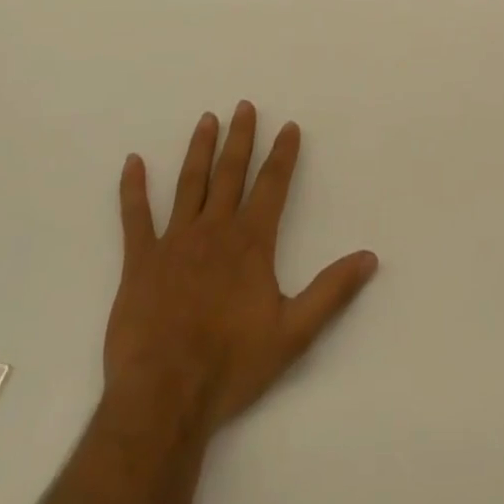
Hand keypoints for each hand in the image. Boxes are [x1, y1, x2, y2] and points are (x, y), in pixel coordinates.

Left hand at [103, 102, 378, 442]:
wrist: (164, 397)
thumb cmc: (231, 365)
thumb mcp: (294, 333)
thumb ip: (332, 291)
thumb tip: (370, 257)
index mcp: (251, 241)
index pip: (272, 185)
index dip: (283, 154)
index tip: (289, 126)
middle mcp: (215, 229)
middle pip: (231, 172)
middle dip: (240, 137)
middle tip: (244, 105)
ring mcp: (174, 241)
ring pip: (190, 183)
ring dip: (200, 149)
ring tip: (207, 119)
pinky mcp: (140, 261)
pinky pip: (135, 217)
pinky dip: (133, 188)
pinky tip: (132, 162)